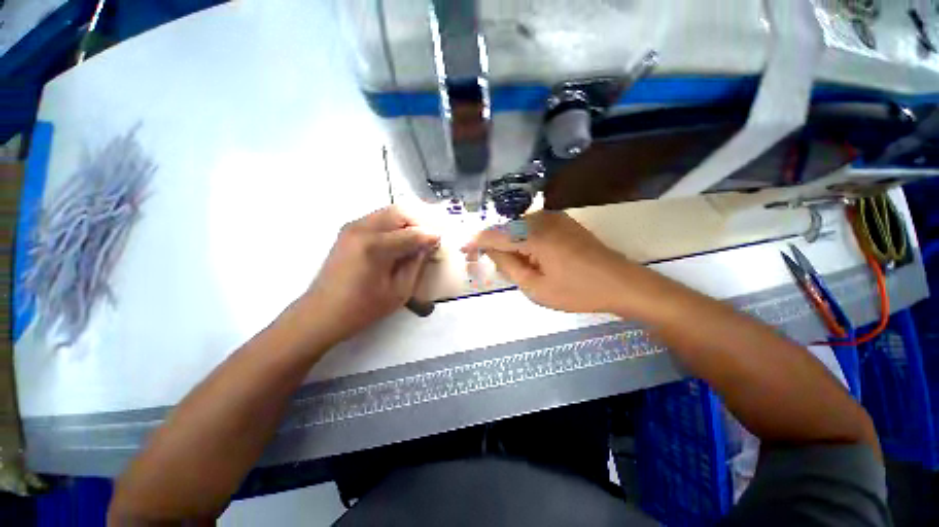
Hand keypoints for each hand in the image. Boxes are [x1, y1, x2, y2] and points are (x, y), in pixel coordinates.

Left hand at [301, 206, 438, 344]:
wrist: (322, 313)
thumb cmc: (363, 308)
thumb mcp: (399, 291)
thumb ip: (416, 264)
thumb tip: (428, 246)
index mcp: (375, 246)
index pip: (413, 233)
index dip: (431, 235)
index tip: (443, 239)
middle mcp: (362, 229)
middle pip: (400, 212)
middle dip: (420, 221)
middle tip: (432, 235)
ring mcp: (352, 227)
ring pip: (389, 212)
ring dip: (408, 221)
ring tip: (420, 236)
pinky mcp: (348, 230)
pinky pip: (378, 218)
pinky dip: (394, 224)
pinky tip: (402, 238)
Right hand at [462, 211, 638, 313]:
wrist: (621, 283)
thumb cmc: (577, 291)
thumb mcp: (536, 287)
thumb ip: (509, 266)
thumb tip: (492, 251)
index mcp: (533, 235)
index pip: (495, 235)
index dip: (476, 242)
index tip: (463, 249)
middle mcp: (541, 219)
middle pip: (506, 229)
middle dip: (494, 245)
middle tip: (489, 264)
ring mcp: (554, 218)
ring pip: (519, 228)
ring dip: (509, 244)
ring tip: (511, 265)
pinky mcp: (563, 221)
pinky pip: (532, 228)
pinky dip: (523, 240)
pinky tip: (528, 256)